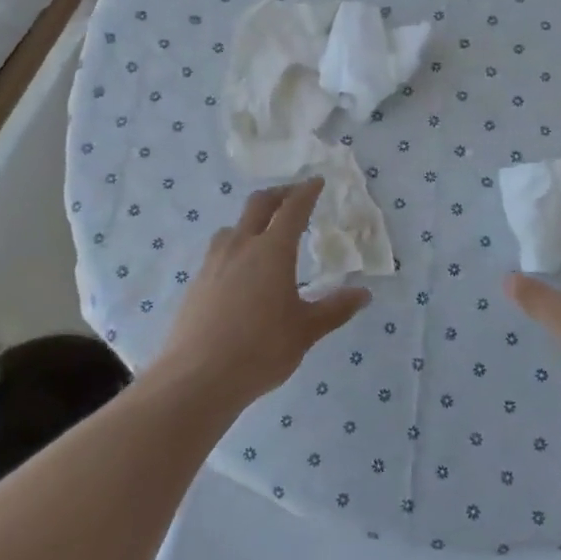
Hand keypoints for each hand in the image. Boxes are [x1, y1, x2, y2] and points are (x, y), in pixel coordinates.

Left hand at [152, 178, 369, 408]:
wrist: (197, 377)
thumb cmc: (261, 350)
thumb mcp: (306, 330)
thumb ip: (335, 309)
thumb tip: (364, 294)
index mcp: (272, 251)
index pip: (292, 209)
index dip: (306, 192)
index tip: (316, 181)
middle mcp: (241, 246)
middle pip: (258, 204)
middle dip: (279, 194)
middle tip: (294, 196)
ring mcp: (213, 263)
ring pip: (233, 227)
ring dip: (252, 220)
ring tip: (265, 234)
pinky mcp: (196, 283)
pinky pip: (219, 251)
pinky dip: (236, 246)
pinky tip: (240, 272)